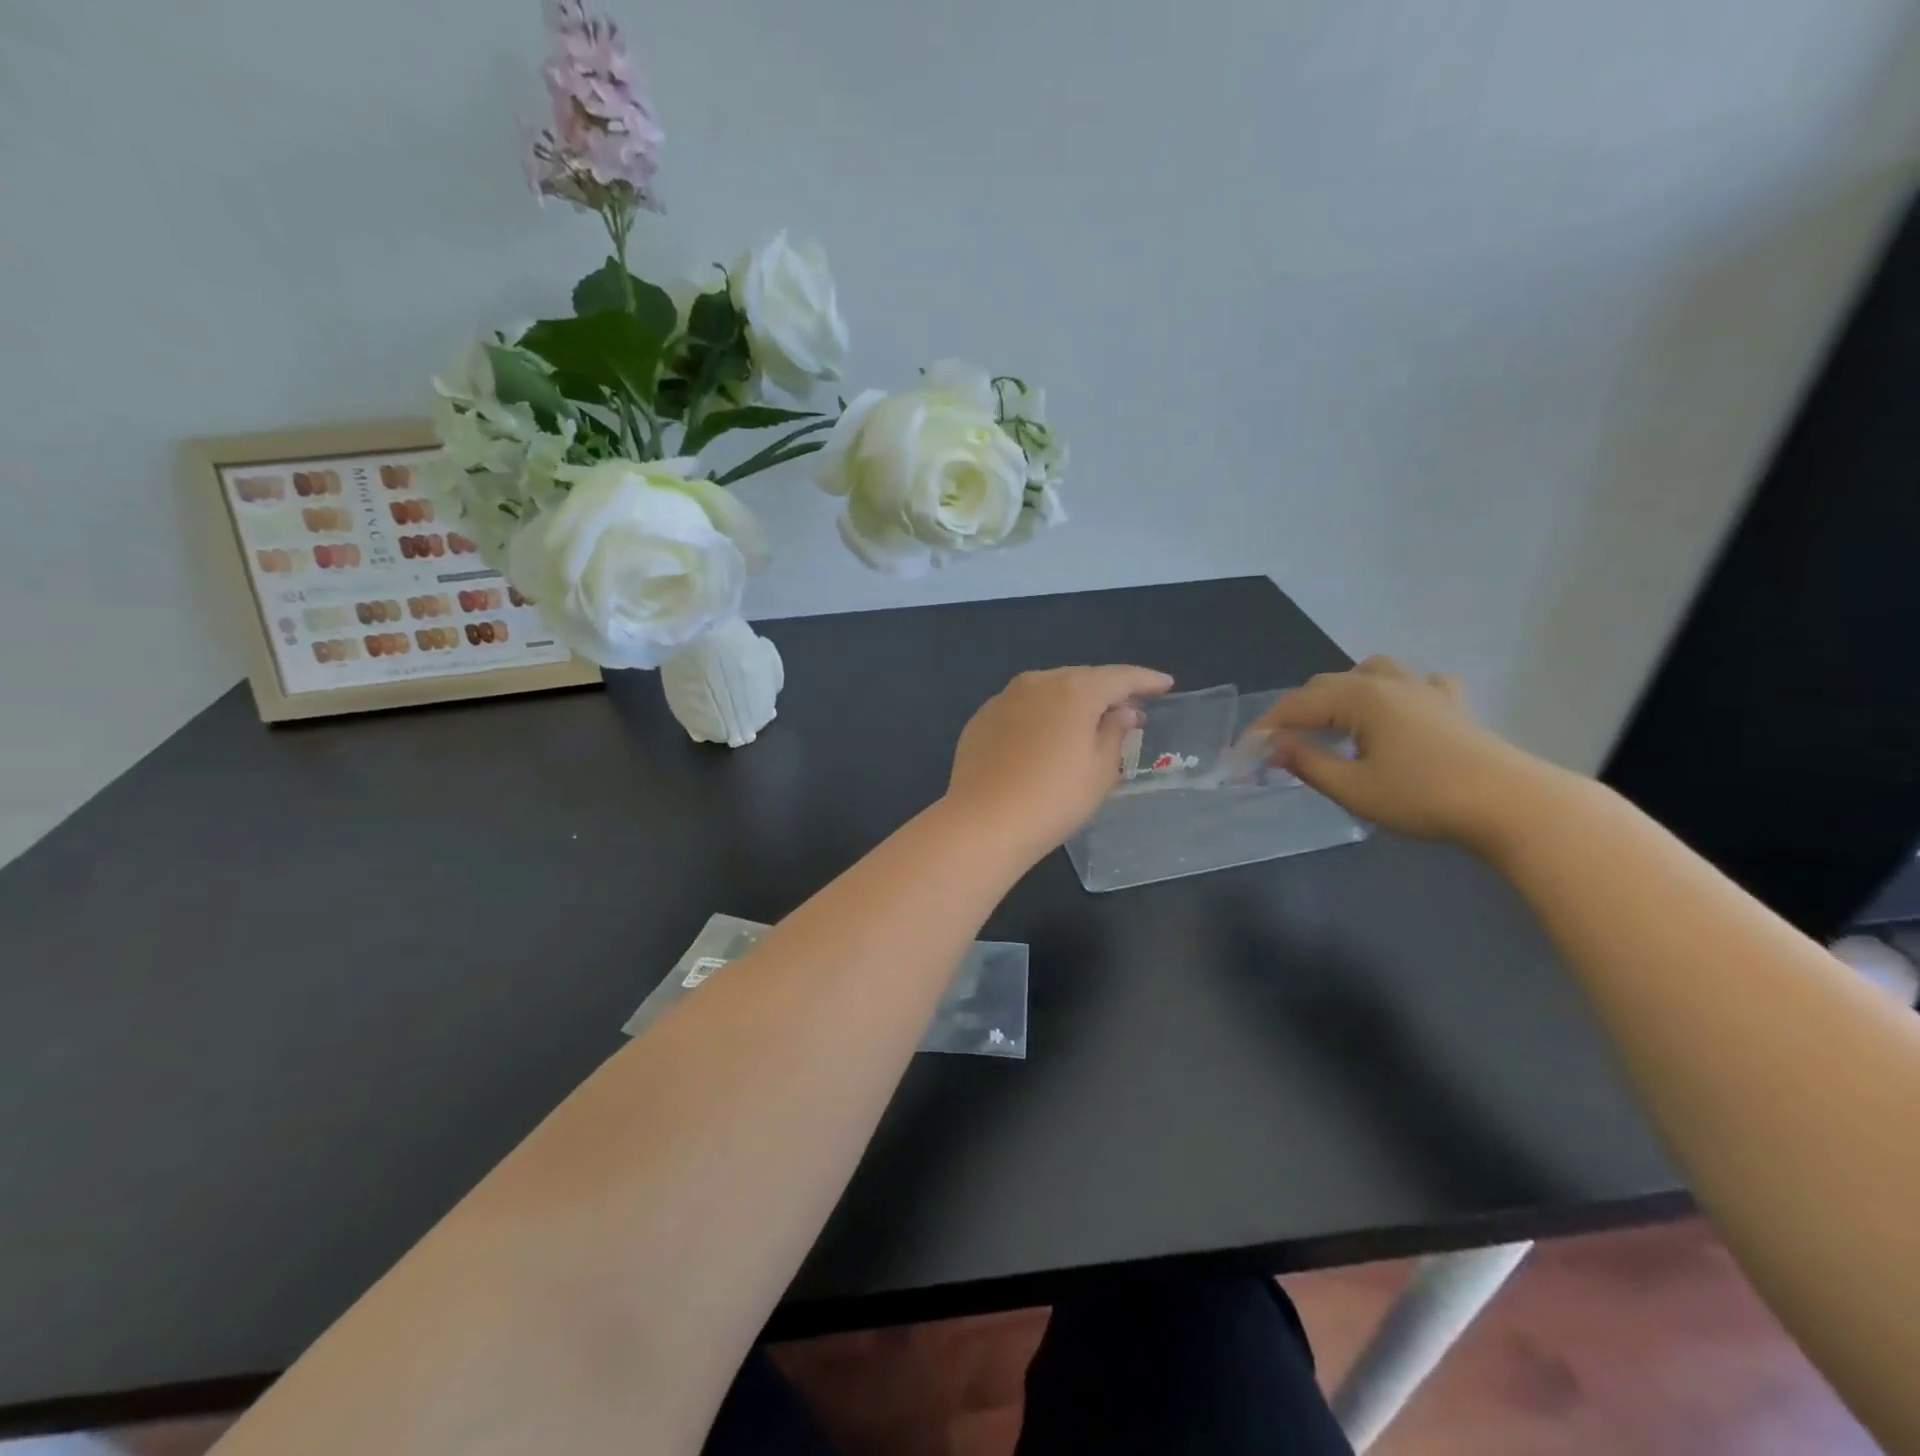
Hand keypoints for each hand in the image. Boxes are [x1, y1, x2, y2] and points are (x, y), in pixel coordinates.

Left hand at [945, 665, 1173, 860]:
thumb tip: (1122, 712)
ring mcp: (1003, 698)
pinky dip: (1041, 715)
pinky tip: (1046, 737)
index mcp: (1073, 690)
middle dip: (1106, 690)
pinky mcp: (982, 719)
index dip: (1145, 680)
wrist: (984, 821)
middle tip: (1127, 708)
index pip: (1119, 677)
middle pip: (1081, 678)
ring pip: (1048, 690)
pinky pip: (1022, 708)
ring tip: (1088, 720)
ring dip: (1071, 701)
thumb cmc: (1055, 798)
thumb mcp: (1100, 770)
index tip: (1164, 684)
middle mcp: (1037, 683)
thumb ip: (1115, 733)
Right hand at [1251, 656, 1546, 848]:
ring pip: (1371, 671)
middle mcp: (1388, 683)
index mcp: (1360, 698)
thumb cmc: (1424, 797)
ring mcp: (1425, 689)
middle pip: (1326, 685)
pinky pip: (1418, 683)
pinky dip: (1397, 692)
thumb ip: (1308, 764)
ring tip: (1335, 722)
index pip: (1296, 706)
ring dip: (1343, 692)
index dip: (1264, 728)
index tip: (1242, 754)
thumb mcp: (1354, 789)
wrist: (1513, 805)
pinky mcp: (1453, 705)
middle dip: (1296, 712)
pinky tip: (1399, 713)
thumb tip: (1275, 746)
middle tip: (1279, 747)